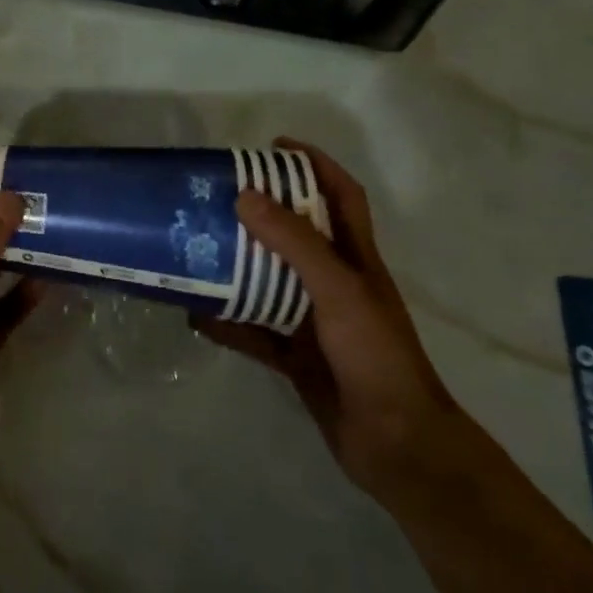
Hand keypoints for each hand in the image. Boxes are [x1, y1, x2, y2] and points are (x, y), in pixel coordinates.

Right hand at [195, 137, 462, 502]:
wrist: (397, 446)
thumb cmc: (376, 355)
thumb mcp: (338, 290)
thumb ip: (294, 243)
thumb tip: (246, 196)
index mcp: (355, 257)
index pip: (340, 194)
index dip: (313, 164)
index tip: (273, 147)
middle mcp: (335, 282)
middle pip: (295, 234)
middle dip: (260, 211)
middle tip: (216, 197)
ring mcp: (314, 321)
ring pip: (268, 281)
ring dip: (236, 267)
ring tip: (196, 248)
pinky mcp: (297, 356)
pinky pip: (254, 331)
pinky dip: (227, 323)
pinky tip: (195, 316)